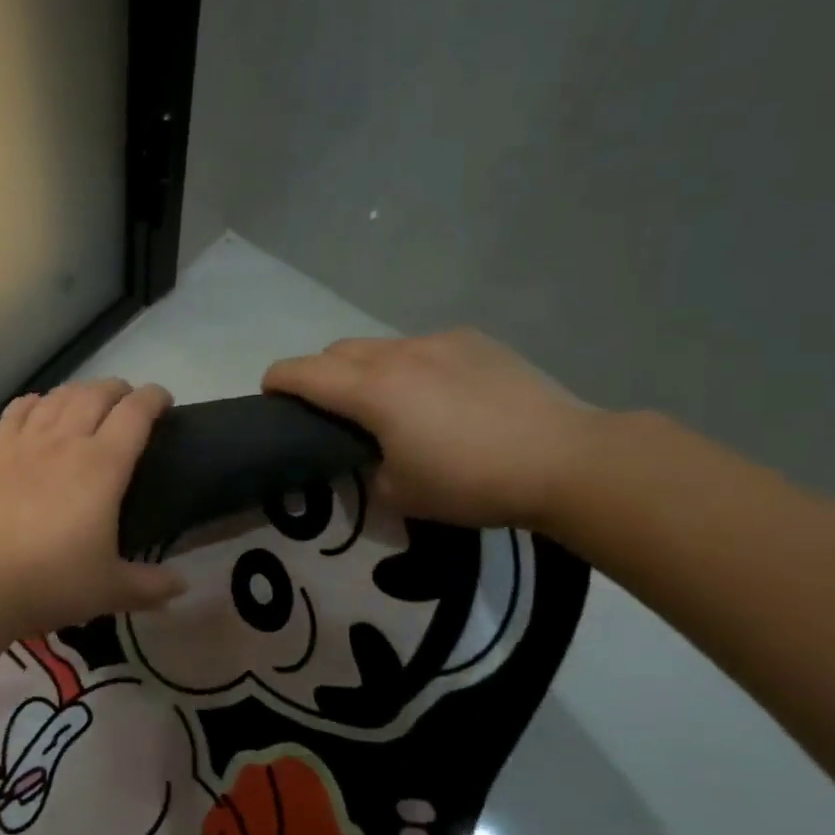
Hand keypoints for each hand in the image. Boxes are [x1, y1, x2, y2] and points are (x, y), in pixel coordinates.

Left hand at [0, 378, 187, 637]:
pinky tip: (37, 406)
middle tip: (128, 401)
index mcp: (102, 466)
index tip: (164, 400)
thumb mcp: (109, 590)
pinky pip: (17, 411)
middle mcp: (65, 441)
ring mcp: (24, 442)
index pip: (135, 414)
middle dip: (118, 389)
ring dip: (80, 391)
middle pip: (96, 394)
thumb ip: (151, 586)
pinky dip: (34, 402)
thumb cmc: (49, 581)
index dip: (154, 398)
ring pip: (57, 397)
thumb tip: (182, 586)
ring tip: (88, 400)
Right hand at [263, 330, 599, 529]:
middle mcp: (398, 354)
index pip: (303, 372)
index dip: (277, 380)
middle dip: (320, 373)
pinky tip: (441, 396)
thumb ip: (366, 468)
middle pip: (337, 350)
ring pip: (381, 346)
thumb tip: (367, 455)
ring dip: (367, 369)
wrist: (565, 459)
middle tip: (330, 408)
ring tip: (389, 403)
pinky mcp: (475, 342)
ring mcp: (439, 342)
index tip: (269, 394)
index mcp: (372, 391)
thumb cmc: (471, 482)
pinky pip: (424, 347)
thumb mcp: (400, 493)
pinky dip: (412, 366)